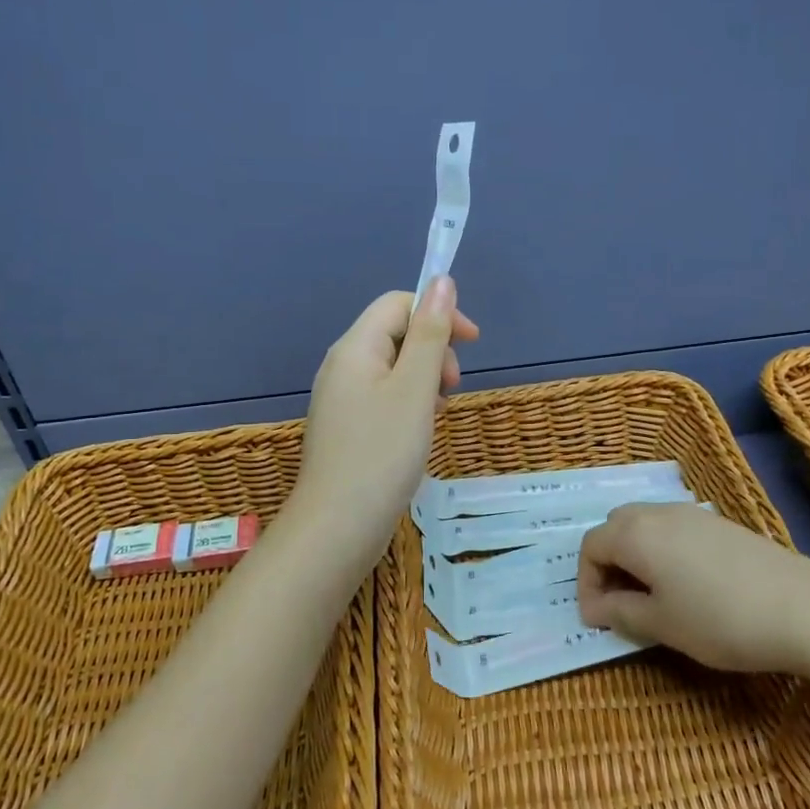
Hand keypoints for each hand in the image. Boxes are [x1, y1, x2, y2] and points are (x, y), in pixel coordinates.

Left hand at [290, 277, 478, 560]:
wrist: (337, 527)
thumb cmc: (382, 454)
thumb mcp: (415, 388)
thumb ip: (430, 333)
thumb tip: (441, 281)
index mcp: (354, 348)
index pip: (398, 304)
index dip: (438, 313)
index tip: (472, 344)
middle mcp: (342, 366)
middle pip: (394, 333)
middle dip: (433, 350)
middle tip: (451, 389)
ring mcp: (341, 399)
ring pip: (392, 368)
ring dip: (424, 379)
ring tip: (437, 413)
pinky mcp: (346, 428)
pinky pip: (383, 397)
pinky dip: (408, 404)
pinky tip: (418, 432)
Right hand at [576, 502, 809, 672]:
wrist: (804, 607)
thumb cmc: (719, 619)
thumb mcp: (661, 624)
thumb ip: (621, 612)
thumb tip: (599, 608)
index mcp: (634, 533)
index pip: (591, 547)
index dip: (586, 583)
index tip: (597, 620)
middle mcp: (657, 513)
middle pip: (615, 527)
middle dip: (607, 562)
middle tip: (617, 602)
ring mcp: (691, 514)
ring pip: (644, 525)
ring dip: (634, 555)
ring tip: (649, 595)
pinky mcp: (719, 524)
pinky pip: (672, 529)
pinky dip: (661, 550)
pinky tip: (684, 584)